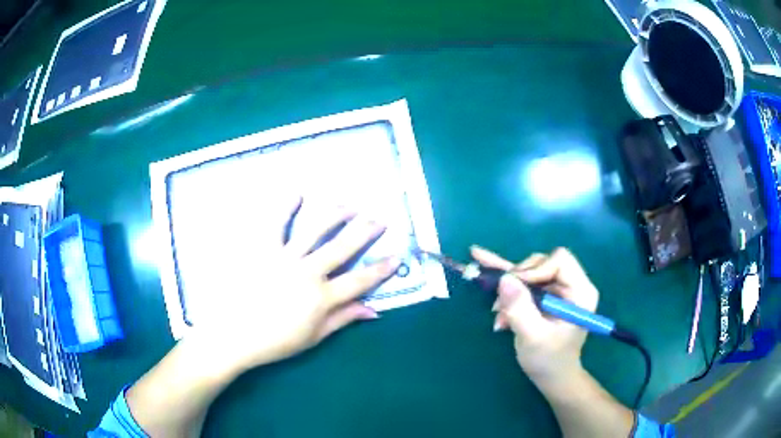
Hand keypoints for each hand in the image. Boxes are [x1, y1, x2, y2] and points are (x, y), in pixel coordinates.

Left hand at [191, 197, 399, 375]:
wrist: (234, 336)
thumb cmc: (275, 341)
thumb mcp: (314, 337)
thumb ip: (344, 319)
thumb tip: (373, 310)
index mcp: (323, 298)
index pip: (360, 280)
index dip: (381, 269)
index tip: (397, 256)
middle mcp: (309, 273)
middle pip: (343, 248)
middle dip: (365, 232)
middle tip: (380, 219)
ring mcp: (285, 258)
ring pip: (316, 230)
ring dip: (335, 215)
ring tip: (349, 205)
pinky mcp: (262, 250)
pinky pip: (275, 224)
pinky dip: (285, 207)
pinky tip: (297, 193)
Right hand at [470, 246, 598, 382]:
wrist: (551, 376)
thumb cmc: (548, 360)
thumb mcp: (533, 337)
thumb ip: (520, 309)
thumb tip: (505, 279)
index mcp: (580, 292)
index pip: (560, 261)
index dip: (536, 270)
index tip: (516, 289)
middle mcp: (570, 284)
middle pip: (542, 263)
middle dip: (519, 281)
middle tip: (502, 304)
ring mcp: (556, 288)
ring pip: (529, 270)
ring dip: (509, 289)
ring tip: (498, 313)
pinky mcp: (543, 294)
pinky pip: (523, 278)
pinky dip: (504, 276)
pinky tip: (479, 256)